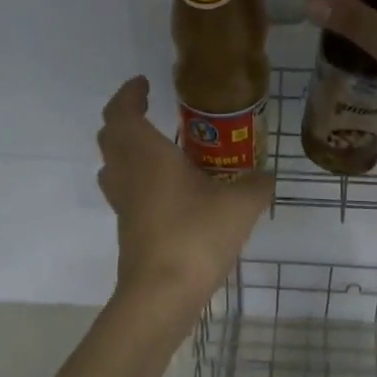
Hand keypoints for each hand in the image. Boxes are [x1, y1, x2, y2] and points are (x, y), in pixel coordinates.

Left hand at [96, 76, 273, 305]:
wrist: (162, 294)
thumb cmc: (196, 235)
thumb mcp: (241, 205)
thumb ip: (257, 184)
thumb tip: (266, 176)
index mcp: (147, 155)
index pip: (123, 112)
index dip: (129, 94)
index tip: (144, 83)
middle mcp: (128, 174)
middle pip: (110, 137)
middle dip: (125, 119)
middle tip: (148, 112)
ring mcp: (124, 205)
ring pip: (112, 166)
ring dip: (126, 150)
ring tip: (156, 148)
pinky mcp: (128, 230)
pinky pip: (126, 192)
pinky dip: (138, 179)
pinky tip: (168, 191)